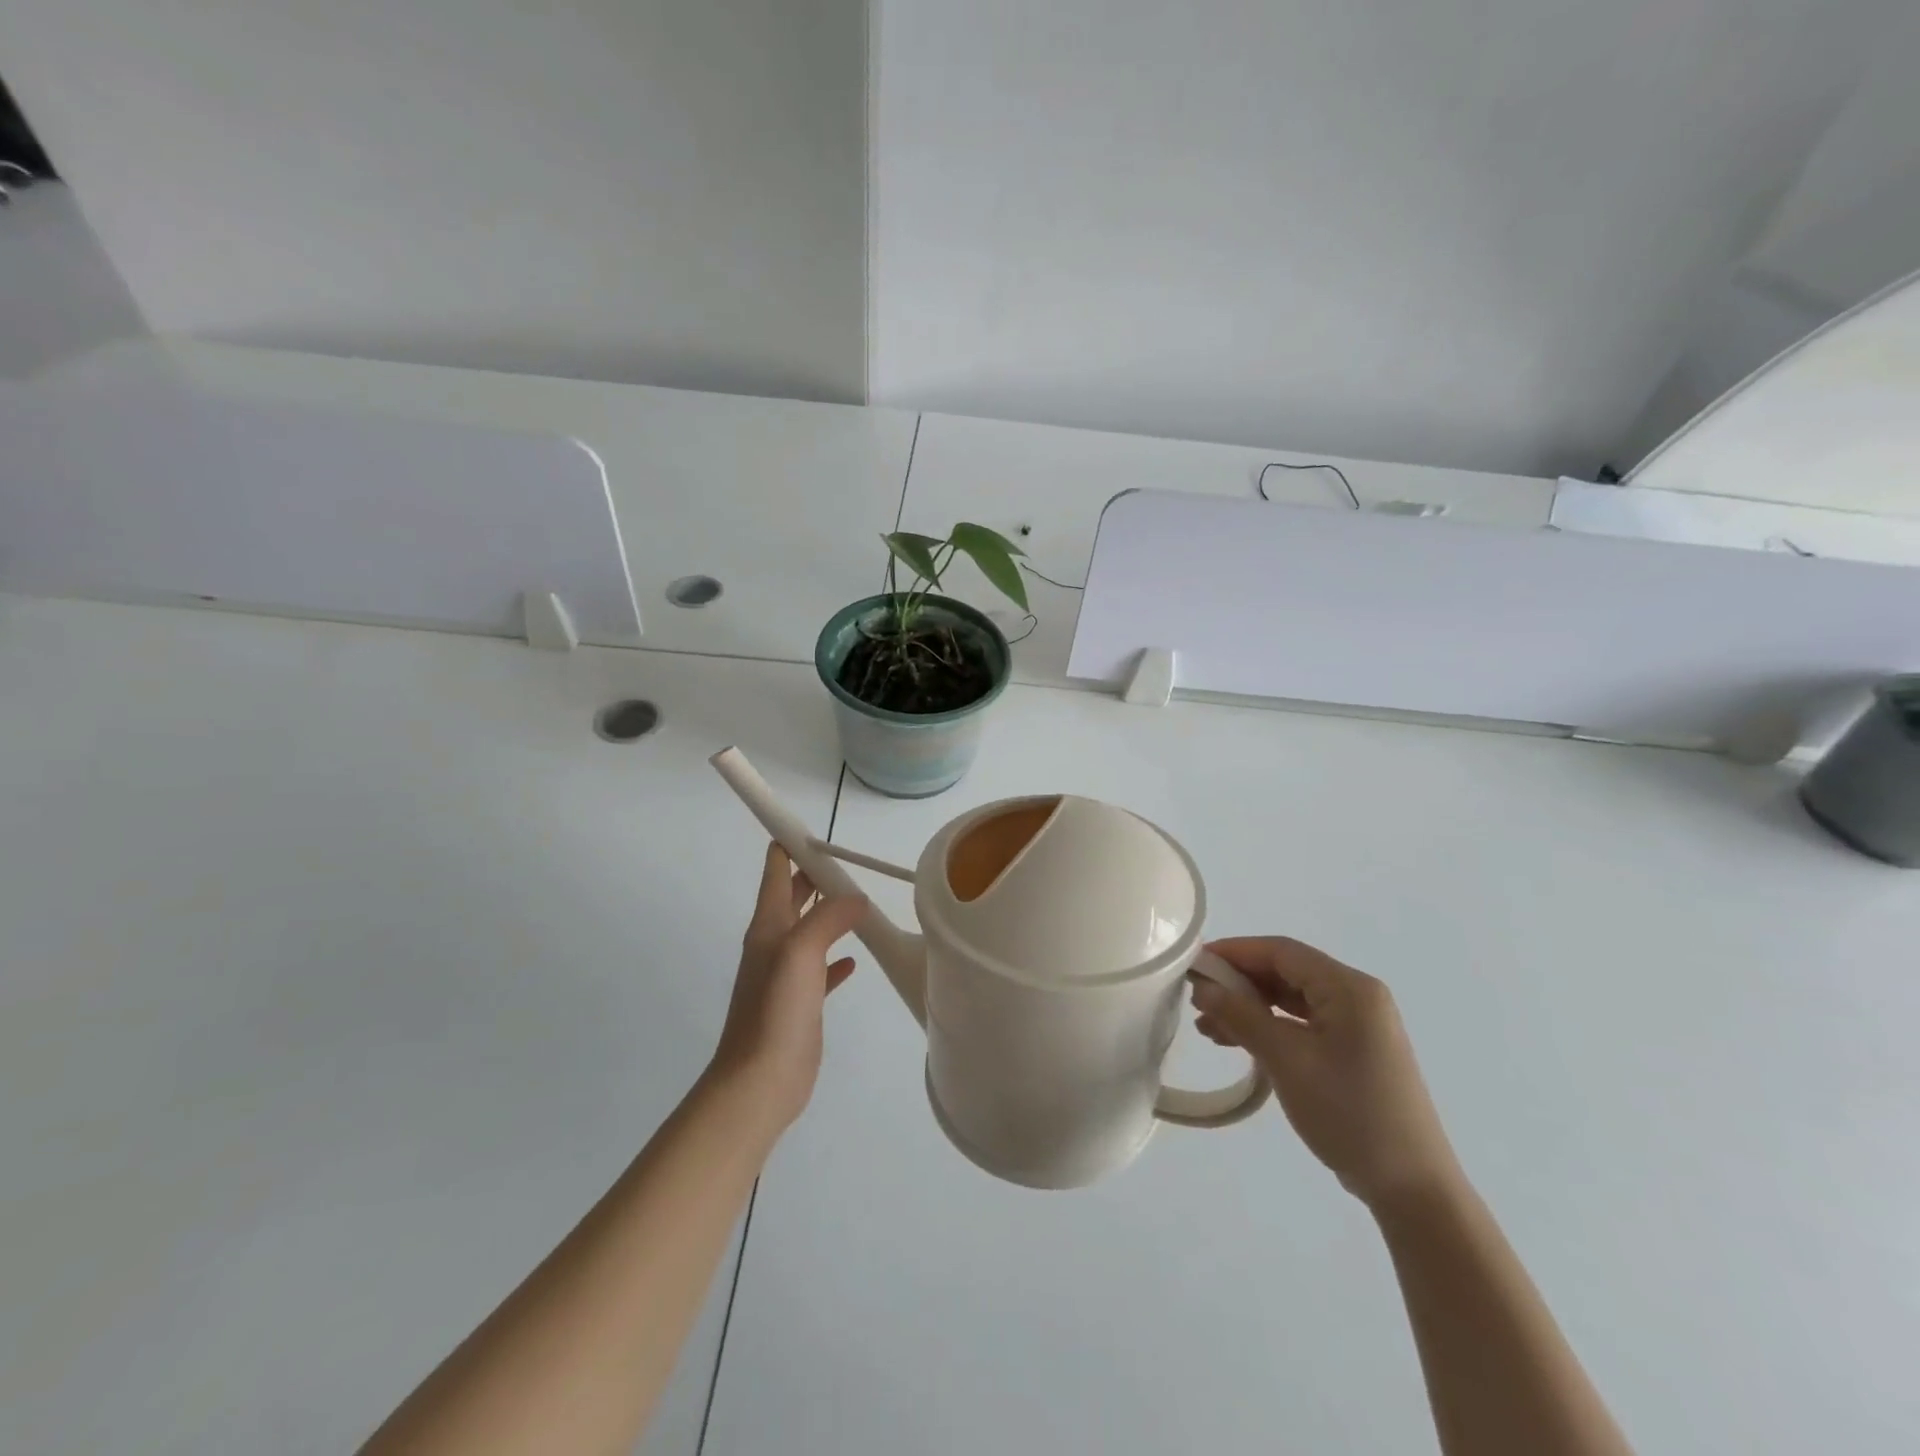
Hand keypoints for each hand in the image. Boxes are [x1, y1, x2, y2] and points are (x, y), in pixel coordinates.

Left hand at [707, 843, 867, 1132]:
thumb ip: (829, 918)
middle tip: (846, 861)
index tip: (815, 829)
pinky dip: (837, 957)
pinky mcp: (801, 1002)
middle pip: (793, 897)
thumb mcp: (801, 952)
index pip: (775, 871)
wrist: (759, 1081)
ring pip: (810, 930)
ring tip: (858, 900)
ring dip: (829, 913)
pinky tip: (855, 958)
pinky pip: (821, 969)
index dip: (789, 845)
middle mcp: (774, 944)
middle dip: (814, 875)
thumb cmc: (775, 1010)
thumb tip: (856, 898)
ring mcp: (786, 975)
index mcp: (768, 926)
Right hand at [1192, 937, 1462, 1210]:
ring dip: (1248, 1008)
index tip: (1194, 964)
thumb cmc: (1349, 1112)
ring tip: (1207, 1027)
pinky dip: (1268, 1028)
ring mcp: (1357, 1026)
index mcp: (1349, 988)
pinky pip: (1301, 1025)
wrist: (1412, 1189)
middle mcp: (1356, 997)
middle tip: (1196, 999)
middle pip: (1285, 972)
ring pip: (1290, 1000)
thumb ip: (1241, 1015)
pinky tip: (1237, 1043)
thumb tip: (1202, 985)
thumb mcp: (1286, 1059)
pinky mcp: (1353, 1052)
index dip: (1234, 951)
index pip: (1281, 951)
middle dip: (1238, 983)